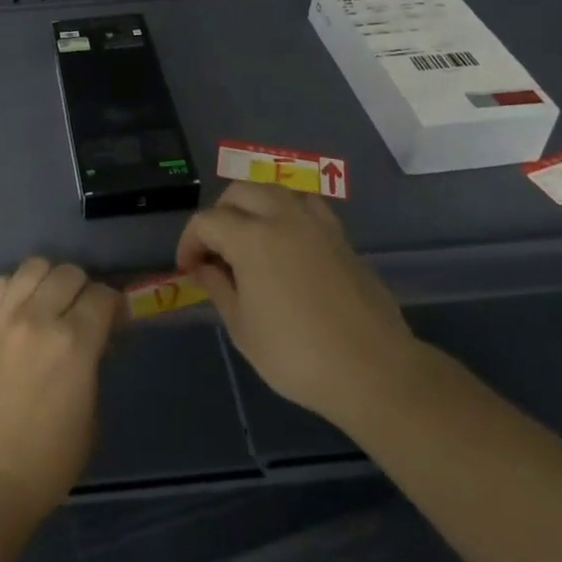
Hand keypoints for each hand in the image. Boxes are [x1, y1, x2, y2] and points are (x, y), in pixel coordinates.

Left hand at [0, 258, 120, 533]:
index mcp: (74, 343)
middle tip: (82, 314)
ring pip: (33, 266)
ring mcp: (4, 318)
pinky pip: (1, 284)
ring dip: (48, 280)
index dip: (114, 306)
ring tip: (49, 304)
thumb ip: (92, 368)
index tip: (114, 323)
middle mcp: (39, 318)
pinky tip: (19, 311)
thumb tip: (92, 344)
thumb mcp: (89, 420)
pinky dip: (16, 288)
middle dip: (83, 289)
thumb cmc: (44, 465)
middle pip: (69, 272)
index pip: (103, 295)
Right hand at [177, 182, 418, 427]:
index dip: (190, 242)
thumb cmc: (298, 356)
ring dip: (253, 206)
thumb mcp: (243, 329)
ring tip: (249, 239)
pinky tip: (287, 242)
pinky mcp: (339, 235)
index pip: (207, 222)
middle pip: (239, 192)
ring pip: (273, 190)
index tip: (188, 268)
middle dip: (219, 215)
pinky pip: (305, 205)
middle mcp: (281, 216)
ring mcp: (315, 222)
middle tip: (215, 250)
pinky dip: (287, 212)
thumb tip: (202, 267)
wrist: (373, 371)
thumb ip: (218, 288)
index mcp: (251, 237)